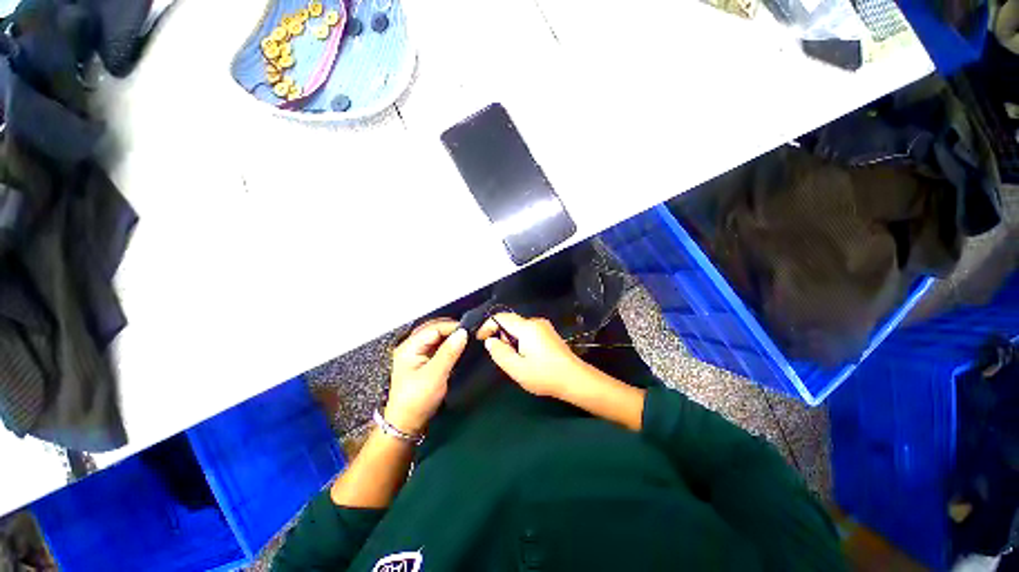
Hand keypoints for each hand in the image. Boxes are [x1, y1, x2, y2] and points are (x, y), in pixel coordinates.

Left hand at [385, 319, 467, 433]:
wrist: (407, 424)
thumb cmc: (417, 400)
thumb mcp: (435, 375)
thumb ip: (449, 352)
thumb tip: (463, 333)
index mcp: (409, 347)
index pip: (434, 328)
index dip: (452, 327)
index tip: (469, 329)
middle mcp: (411, 346)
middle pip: (434, 329)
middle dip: (451, 328)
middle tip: (470, 331)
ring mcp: (417, 353)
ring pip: (437, 337)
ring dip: (451, 336)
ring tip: (467, 337)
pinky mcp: (423, 361)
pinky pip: (438, 346)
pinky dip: (449, 344)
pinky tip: (458, 346)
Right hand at [477, 312, 586, 398]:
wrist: (575, 379)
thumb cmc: (544, 375)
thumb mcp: (517, 369)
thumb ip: (500, 353)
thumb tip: (490, 341)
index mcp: (527, 328)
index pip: (501, 317)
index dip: (487, 325)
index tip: (480, 338)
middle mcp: (536, 322)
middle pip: (511, 322)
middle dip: (501, 335)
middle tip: (501, 355)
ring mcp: (544, 327)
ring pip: (519, 327)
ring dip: (511, 339)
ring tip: (516, 360)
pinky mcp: (549, 333)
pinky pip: (528, 332)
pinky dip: (521, 340)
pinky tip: (526, 357)